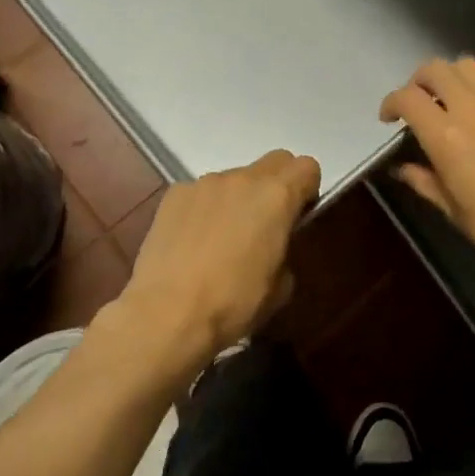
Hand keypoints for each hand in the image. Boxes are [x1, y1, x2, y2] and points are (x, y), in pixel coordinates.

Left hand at [113, 149, 320, 374]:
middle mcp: (242, 179)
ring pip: (234, 178)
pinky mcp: (174, 194)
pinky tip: (192, 241)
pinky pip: (201, 192)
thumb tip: (273, 249)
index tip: (299, 216)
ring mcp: (204, 183)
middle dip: (277, 184)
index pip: (307, 167)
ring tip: (221, 238)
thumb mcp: (279, 289)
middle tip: (266, 222)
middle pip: (273, 162)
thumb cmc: (232, 303)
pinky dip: (204, 208)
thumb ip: (285, 252)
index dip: (308, 189)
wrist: (166, 313)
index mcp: (276, 197)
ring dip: (237, 198)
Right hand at [380, 58, 474, 290]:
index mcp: (447, 136)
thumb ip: (425, 181)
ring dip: (451, 76)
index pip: (408, 98)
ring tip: (451, 98)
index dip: (391, 103)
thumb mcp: (453, 210)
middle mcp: (473, 109)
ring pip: (469, 64)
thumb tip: (404, 169)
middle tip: (418, 104)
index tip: (389, 118)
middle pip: (436, 69)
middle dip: (418, 82)